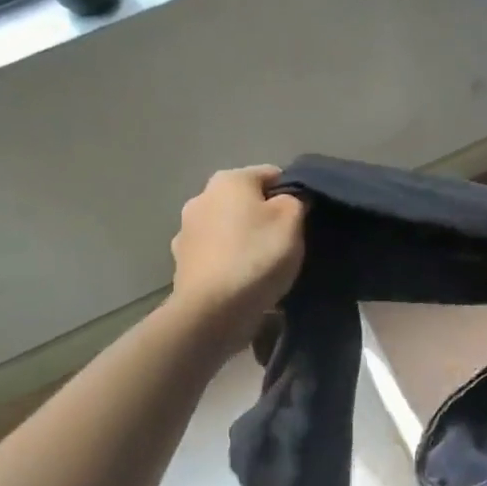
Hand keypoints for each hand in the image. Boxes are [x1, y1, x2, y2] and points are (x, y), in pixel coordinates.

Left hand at [169, 166, 303, 345]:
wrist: (213, 310)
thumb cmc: (257, 256)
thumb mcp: (292, 221)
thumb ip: (295, 201)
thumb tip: (290, 198)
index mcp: (229, 180)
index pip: (271, 174)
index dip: (292, 192)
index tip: (304, 217)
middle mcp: (201, 197)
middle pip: (244, 201)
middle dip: (264, 216)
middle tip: (286, 241)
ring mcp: (186, 231)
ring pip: (227, 227)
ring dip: (243, 239)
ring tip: (264, 265)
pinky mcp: (182, 262)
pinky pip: (215, 254)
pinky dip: (228, 261)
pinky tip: (242, 280)